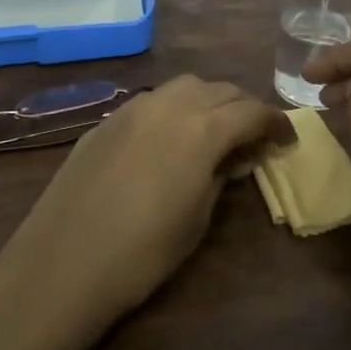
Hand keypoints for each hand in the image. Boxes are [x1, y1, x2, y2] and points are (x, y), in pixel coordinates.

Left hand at [0, 76, 295, 328]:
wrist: (63, 263)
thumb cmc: (143, 251)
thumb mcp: (198, 217)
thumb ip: (222, 175)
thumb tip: (237, 156)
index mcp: (201, 127)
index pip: (251, 111)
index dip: (275, 122)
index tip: (287, 139)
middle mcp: (170, 104)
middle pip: (219, 89)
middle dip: (243, 107)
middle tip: (253, 135)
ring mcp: (133, 108)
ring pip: (184, 86)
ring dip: (208, 100)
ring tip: (213, 129)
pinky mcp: (106, 121)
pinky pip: (152, 101)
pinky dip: (174, 109)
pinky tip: (169, 138)